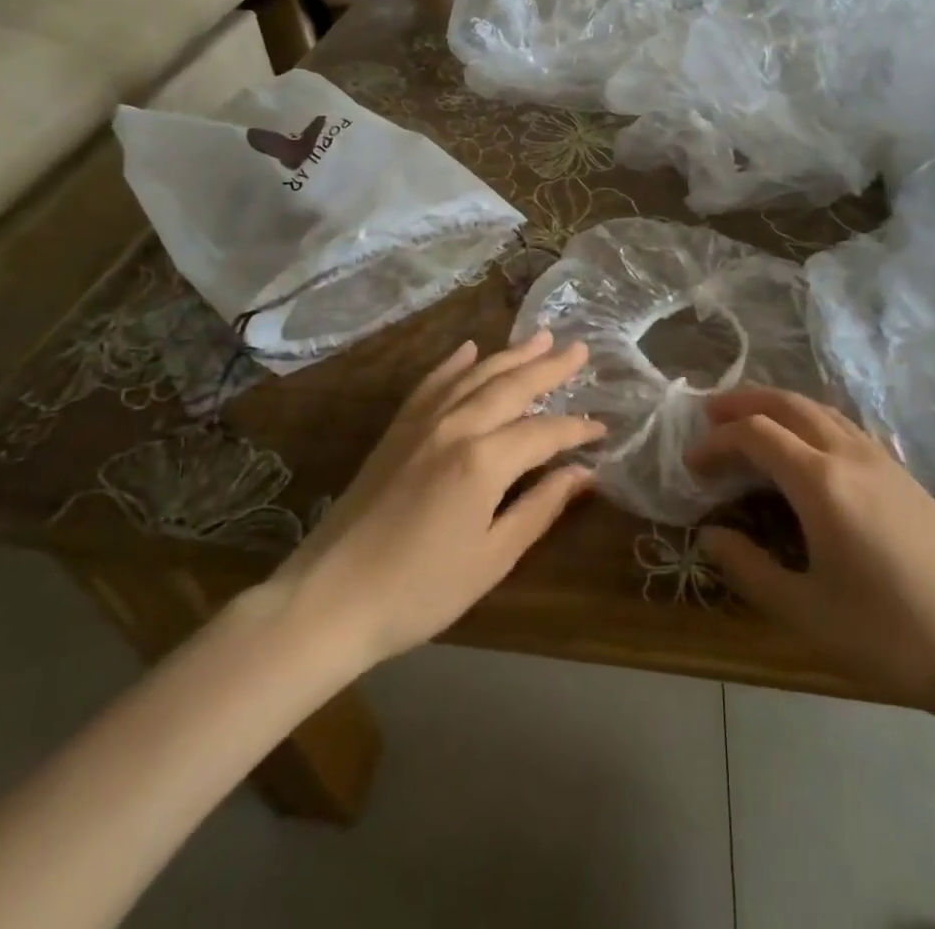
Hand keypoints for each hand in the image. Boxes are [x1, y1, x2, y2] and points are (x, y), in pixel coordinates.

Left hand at [272, 331, 601, 672]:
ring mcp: (422, 422)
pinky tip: (470, 350)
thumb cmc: (420, 590)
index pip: (544, 432)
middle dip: (550, 368)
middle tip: (580, 349)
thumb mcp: (492, 558)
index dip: (577, 430)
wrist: (331, 597)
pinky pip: (432, 383)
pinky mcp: (397, 429)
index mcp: (484, 460)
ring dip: (511, 355)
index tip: (603, 428)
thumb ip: (540, 508)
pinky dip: (454, 363)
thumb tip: (583, 474)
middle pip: (512, 386)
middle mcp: (456, 426)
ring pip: (476, 375)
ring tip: (541, 338)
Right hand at [690, 388, 934, 725]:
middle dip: (742, 402)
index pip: (755, 435)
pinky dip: (807, 418)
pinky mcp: (902, 473)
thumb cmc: (895, 634)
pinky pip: (841, 424)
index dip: (716, 442)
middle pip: (787, 403)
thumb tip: (709, 536)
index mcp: (821, 482)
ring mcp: (881, 459)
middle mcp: (848, 454)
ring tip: (749, 422)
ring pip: (818, 408)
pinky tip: (805, 448)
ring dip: (777, 405)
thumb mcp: (809, 614)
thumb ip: (750, 570)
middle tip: (708, 414)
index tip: (691, 465)